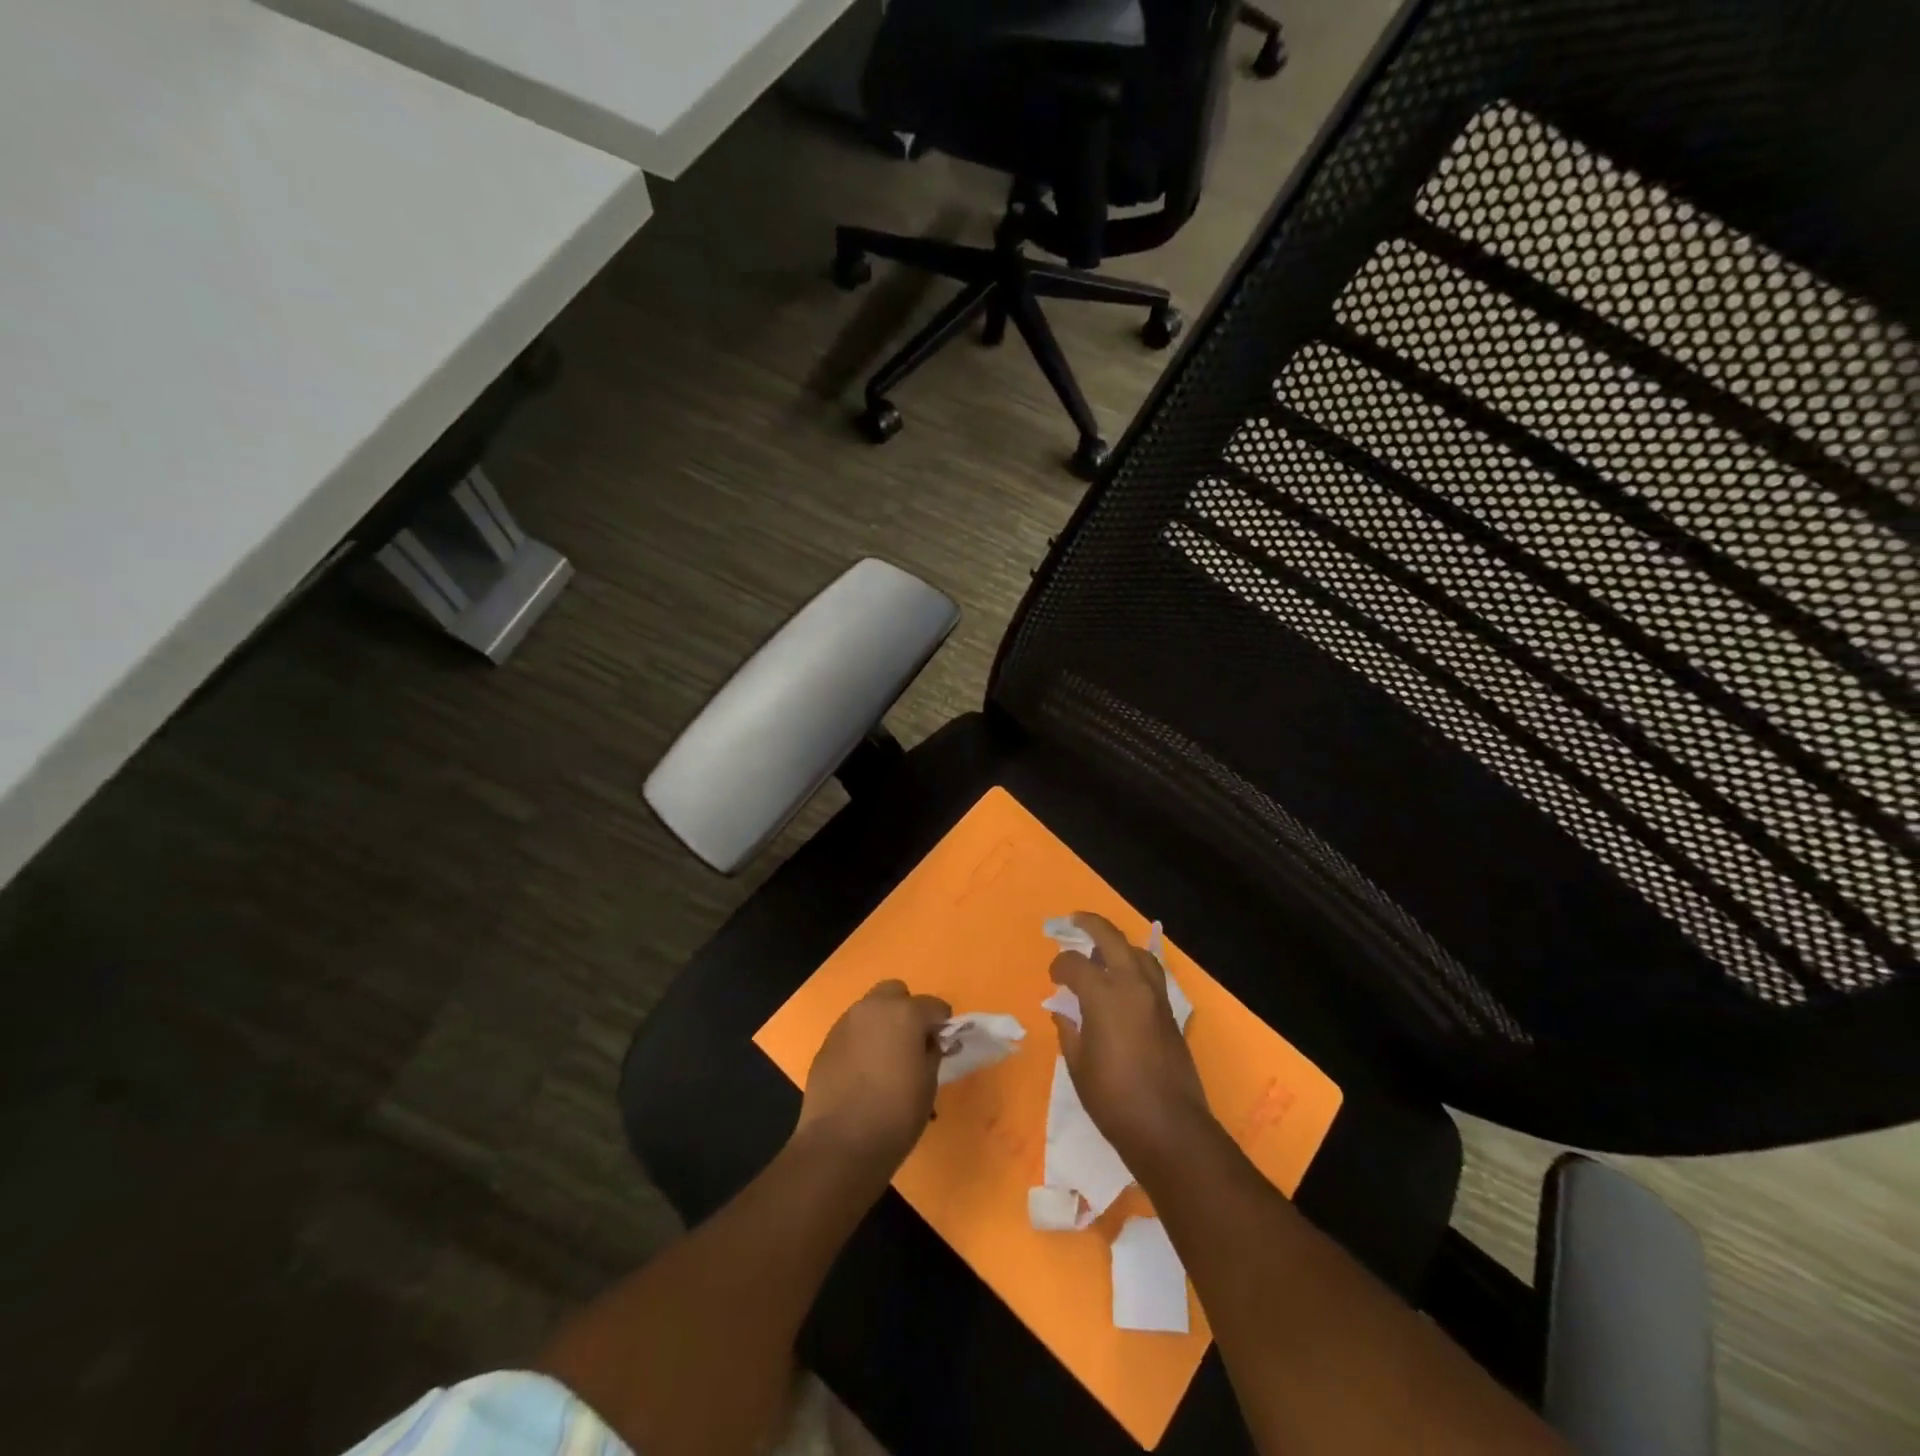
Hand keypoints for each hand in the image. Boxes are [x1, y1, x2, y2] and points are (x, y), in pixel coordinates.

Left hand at [796, 980, 951, 1172]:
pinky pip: (851, 1032)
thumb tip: (929, 1042)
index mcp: (905, 1013)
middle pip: (895, 993)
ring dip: (881, 1024)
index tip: (943, 1044)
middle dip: (906, 1010)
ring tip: (885, 1059)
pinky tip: (862, 1072)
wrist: (840, 1144)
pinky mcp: (826, 1043)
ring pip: (869, 1010)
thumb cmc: (896, 1114)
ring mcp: (845, 1023)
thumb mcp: (929, 1083)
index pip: (934, 1006)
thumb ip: (932, 1052)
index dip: (942, 1025)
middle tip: (911, 1042)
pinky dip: (861, 1042)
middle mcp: (873, 1008)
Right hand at [1050, 913, 1212, 1173]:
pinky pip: (1152, 974)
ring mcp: (1155, 998)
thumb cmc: (1114, 1100)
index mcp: (1104, 997)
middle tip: (1074, 920)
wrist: (1169, 1128)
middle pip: (1111, 939)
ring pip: (1138, 952)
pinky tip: (1124, 979)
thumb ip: (1069, 1031)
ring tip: (1102, 950)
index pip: (1075, 964)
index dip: (1059, 966)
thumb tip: (1065, 1012)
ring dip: (1118, 944)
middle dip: (1090, 925)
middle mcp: (1132, 986)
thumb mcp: (1079, 1065)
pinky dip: (1135, 965)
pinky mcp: (1170, 1013)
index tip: (1053, 977)